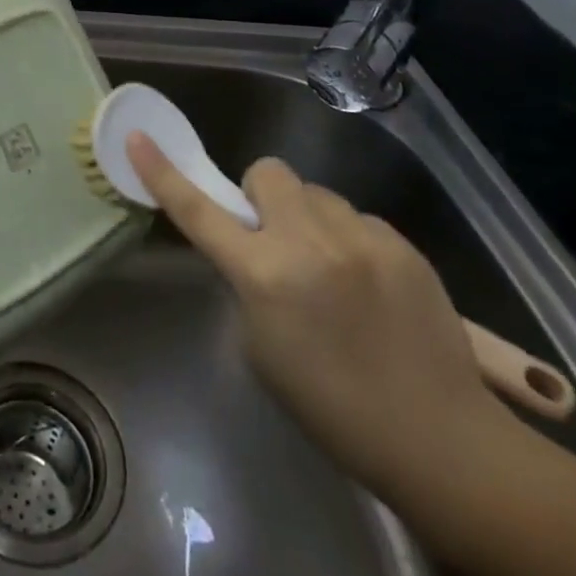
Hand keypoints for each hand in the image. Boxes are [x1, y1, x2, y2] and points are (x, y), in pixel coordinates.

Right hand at [128, 135, 509, 500]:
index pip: (199, 212)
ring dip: (309, 219)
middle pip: (268, 172)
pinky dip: (349, 240)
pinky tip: (371, 284)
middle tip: (276, 240)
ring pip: (315, 193)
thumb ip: (248, 284)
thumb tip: (255, 250)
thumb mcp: (261, 348)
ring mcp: (360, 236)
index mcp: (265, 275)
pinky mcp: (400, 242)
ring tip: (333, 270)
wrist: (437, 438)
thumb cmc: (332, 409)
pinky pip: (356, 218)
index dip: (163, 174)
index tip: (138, 137)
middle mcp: (308, 241)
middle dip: (262, 198)